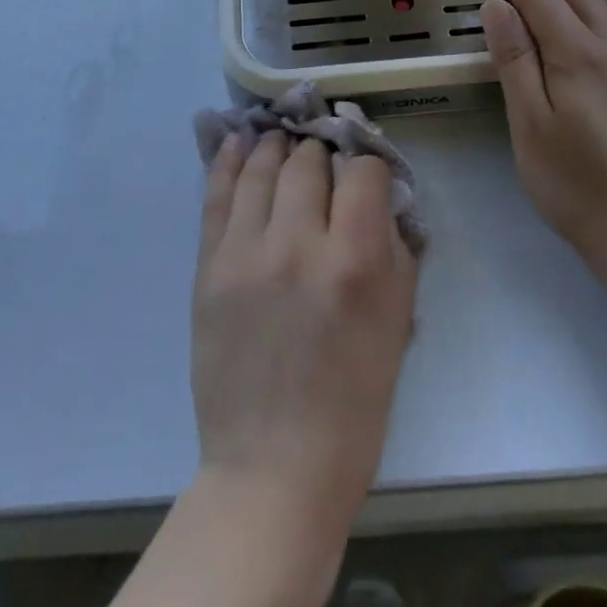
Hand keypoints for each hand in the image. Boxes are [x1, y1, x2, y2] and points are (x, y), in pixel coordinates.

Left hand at [191, 132, 417, 543]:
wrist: (272, 466)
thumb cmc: (351, 405)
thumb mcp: (397, 326)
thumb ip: (394, 250)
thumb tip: (380, 199)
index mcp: (352, 262)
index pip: (362, 171)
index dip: (368, 166)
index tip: (366, 177)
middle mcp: (296, 243)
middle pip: (308, 161)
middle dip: (323, 154)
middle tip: (325, 164)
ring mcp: (245, 251)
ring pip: (262, 167)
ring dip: (278, 147)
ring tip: (283, 139)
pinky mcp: (209, 265)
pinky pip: (217, 194)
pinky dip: (230, 161)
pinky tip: (238, 140)